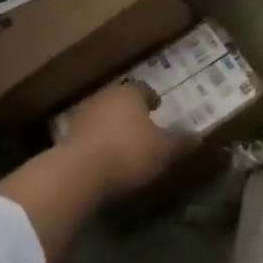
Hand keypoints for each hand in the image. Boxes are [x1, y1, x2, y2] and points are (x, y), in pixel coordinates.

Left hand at [56, 80, 196, 200]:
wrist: (78, 173)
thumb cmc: (128, 152)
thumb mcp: (164, 150)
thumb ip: (181, 142)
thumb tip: (198, 136)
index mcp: (129, 93)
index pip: (143, 89)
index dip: (151, 99)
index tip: (157, 107)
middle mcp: (104, 97)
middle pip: (119, 100)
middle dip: (129, 111)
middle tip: (140, 124)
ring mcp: (81, 116)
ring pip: (101, 116)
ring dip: (110, 126)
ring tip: (122, 142)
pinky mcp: (65, 138)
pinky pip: (87, 136)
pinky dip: (96, 143)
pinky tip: (103, 158)